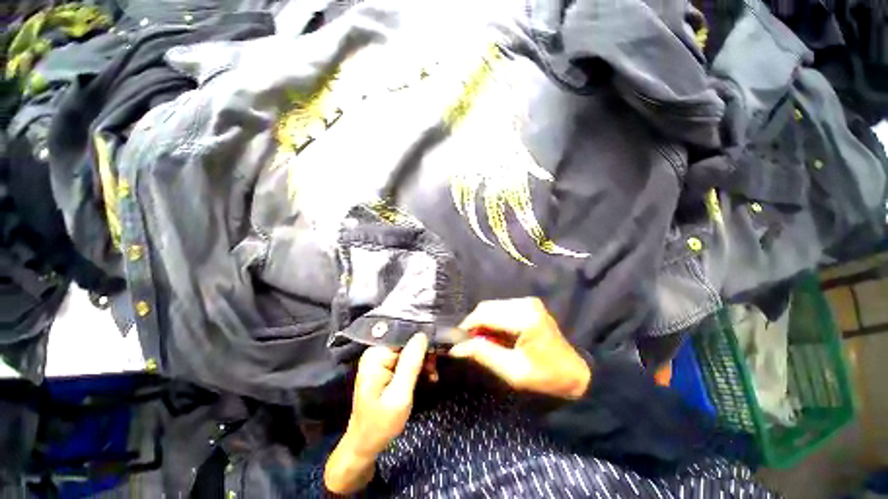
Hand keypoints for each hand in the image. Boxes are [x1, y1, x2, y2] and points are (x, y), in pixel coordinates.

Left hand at [346, 333, 428, 455]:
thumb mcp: (399, 395)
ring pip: (410, 351)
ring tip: (432, 376)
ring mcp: (381, 360)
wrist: (365, 445)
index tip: (436, 353)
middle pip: (407, 342)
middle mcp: (377, 352)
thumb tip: (422, 335)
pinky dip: (418, 368)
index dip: (422, 341)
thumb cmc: (380, 423)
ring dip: (423, 362)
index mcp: (376, 355)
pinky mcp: (386, 368)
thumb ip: (410, 363)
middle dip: (424, 354)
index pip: (404, 336)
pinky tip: (426, 377)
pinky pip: (406, 360)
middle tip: (434, 370)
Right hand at [449, 298, 590, 399]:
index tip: (457, 341)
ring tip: (483, 342)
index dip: (467, 326)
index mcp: (524, 318)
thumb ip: (483, 354)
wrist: (574, 373)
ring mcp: (527, 301)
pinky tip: (495, 335)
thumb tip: (456, 348)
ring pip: (492, 306)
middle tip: (470, 345)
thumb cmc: (546, 377)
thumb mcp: (512, 372)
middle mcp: (525, 303)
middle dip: (474, 324)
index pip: (485, 314)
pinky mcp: (528, 304)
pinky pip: (500, 308)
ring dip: (483, 322)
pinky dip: (492, 320)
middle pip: (487, 307)